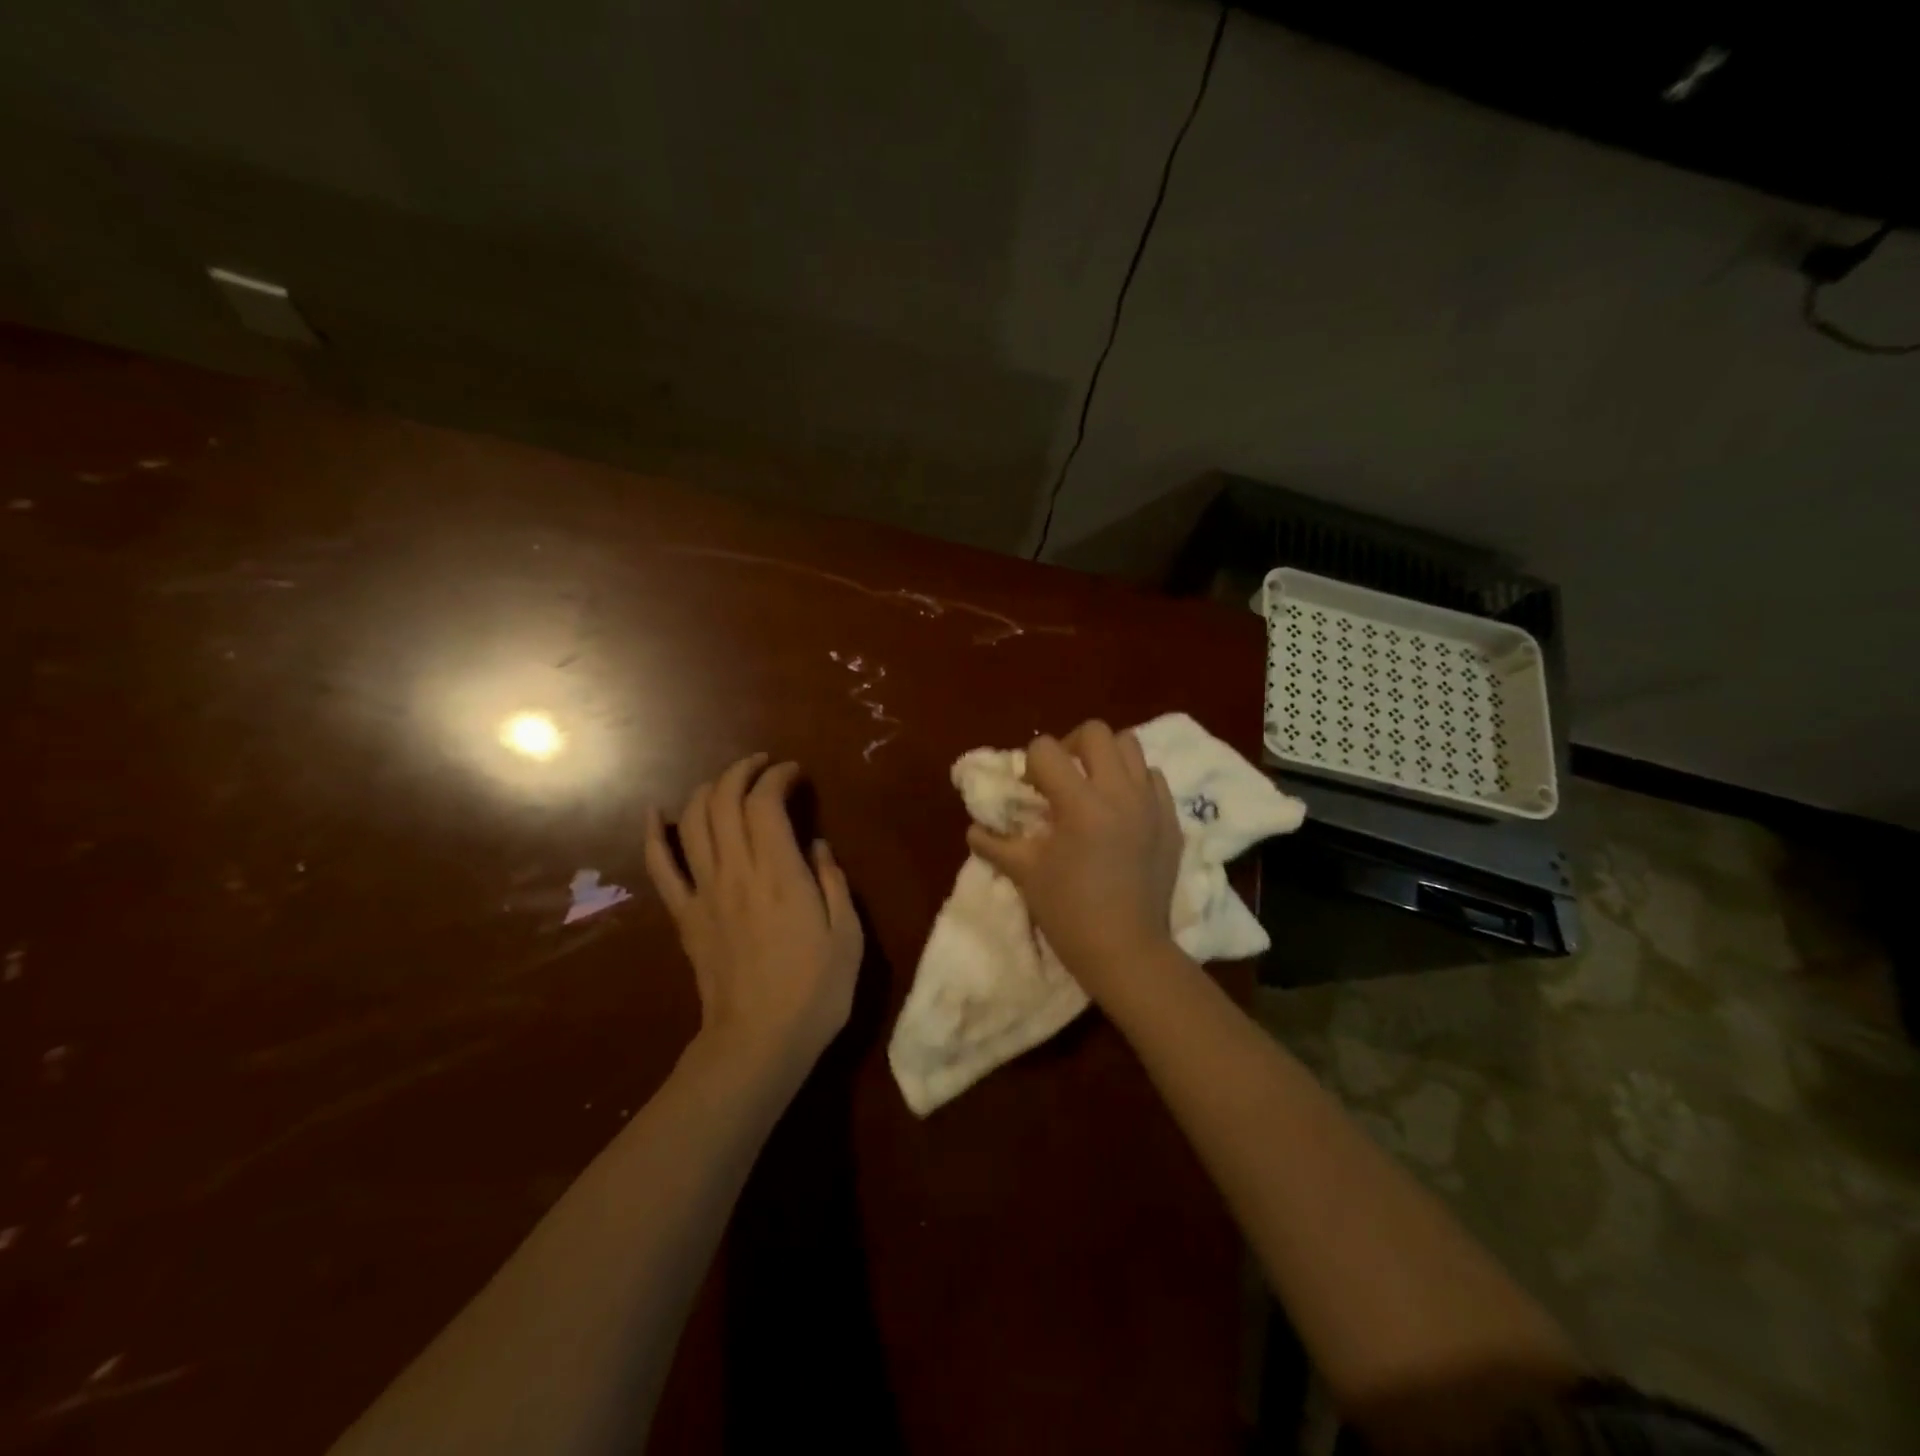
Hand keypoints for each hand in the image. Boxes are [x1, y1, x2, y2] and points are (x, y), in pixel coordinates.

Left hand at [644, 754, 862, 1073]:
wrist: (758, 1043)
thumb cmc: (815, 992)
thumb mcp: (848, 936)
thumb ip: (833, 883)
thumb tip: (816, 845)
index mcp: (780, 874)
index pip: (766, 803)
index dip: (777, 777)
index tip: (794, 773)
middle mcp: (737, 872)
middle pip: (725, 801)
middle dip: (743, 772)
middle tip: (764, 767)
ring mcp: (704, 892)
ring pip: (694, 822)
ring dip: (709, 790)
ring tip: (730, 782)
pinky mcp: (684, 916)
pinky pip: (661, 867)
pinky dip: (655, 834)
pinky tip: (656, 812)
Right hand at [966, 722, 1181, 997]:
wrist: (1127, 951)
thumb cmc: (1069, 913)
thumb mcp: (1025, 874)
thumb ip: (995, 843)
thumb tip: (974, 829)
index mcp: (1081, 804)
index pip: (1047, 749)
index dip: (1030, 763)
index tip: (1030, 790)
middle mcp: (1120, 792)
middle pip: (1096, 732)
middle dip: (1070, 746)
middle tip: (1061, 777)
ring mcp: (1151, 804)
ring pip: (1131, 746)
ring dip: (1105, 757)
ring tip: (1093, 787)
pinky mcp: (1172, 821)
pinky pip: (1153, 779)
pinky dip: (1134, 782)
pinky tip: (1121, 810)